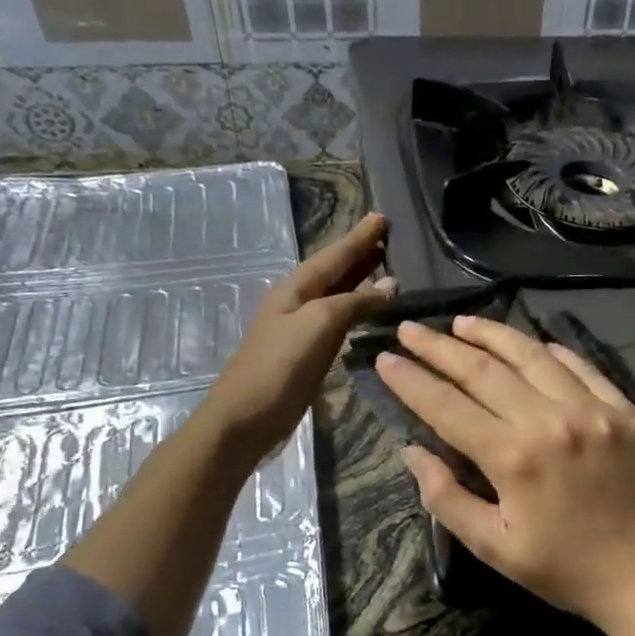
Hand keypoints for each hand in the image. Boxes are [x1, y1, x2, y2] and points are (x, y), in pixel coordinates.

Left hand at [201, 212, 392, 461]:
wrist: (246, 419)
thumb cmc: (280, 367)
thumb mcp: (318, 325)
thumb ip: (353, 303)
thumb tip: (388, 286)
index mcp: (296, 289)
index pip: (334, 256)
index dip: (359, 238)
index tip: (382, 217)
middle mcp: (298, 302)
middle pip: (335, 271)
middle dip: (360, 254)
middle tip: (388, 238)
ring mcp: (302, 329)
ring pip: (338, 295)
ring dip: (361, 280)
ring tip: (387, 268)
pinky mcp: (308, 353)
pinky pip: (339, 320)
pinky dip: (357, 309)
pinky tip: (369, 312)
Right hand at [374, 315, 634, 623]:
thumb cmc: (564, 569)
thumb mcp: (494, 548)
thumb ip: (447, 498)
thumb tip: (412, 450)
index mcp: (512, 458)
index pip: (447, 406)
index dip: (411, 381)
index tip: (385, 359)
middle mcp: (549, 421)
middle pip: (483, 370)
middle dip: (439, 347)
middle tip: (411, 328)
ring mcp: (592, 409)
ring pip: (531, 355)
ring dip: (491, 334)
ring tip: (461, 323)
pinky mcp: (624, 409)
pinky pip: (580, 365)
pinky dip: (548, 350)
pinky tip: (527, 343)